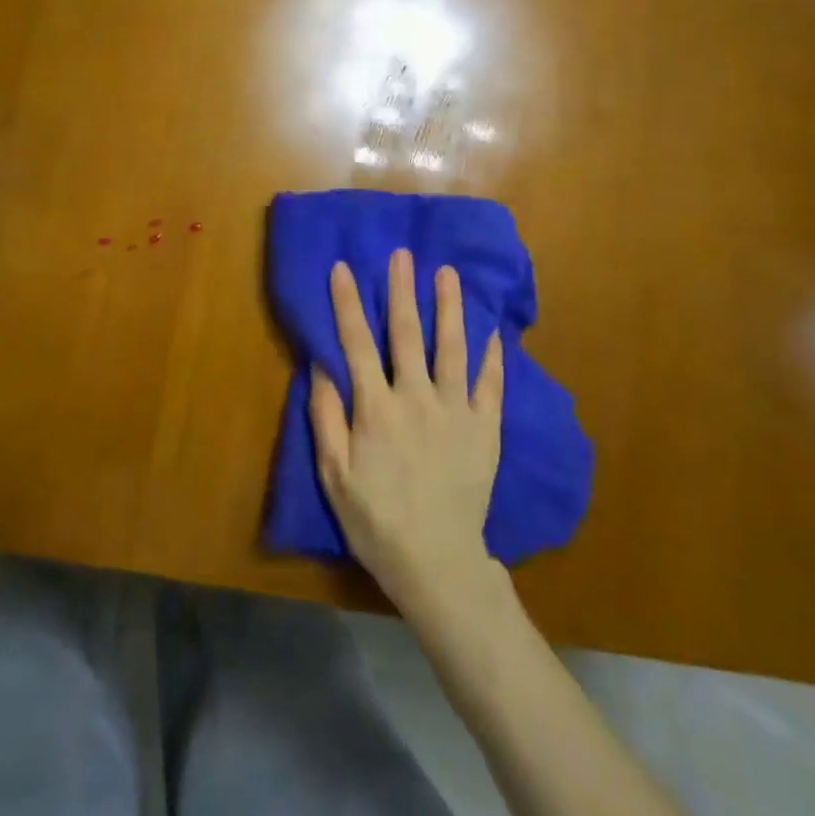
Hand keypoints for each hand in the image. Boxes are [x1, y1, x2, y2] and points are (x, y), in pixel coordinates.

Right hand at [310, 250, 504, 618]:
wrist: (436, 562)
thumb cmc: (375, 519)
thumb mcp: (334, 474)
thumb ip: (327, 417)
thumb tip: (321, 366)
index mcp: (376, 409)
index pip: (357, 343)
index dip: (347, 303)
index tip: (343, 268)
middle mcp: (416, 399)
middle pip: (407, 334)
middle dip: (402, 290)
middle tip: (404, 254)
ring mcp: (456, 412)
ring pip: (452, 348)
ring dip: (449, 308)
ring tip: (448, 274)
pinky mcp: (486, 429)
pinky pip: (491, 384)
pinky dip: (492, 355)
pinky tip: (493, 329)